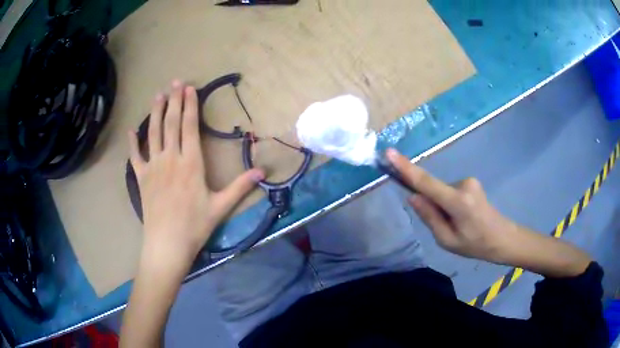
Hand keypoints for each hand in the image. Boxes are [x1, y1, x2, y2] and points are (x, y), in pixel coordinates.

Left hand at [128, 80, 263, 264]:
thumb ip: (240, 186)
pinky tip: (131, 131)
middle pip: (171, 124)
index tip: (190, 89)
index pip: (189, 127)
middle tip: (175, 82)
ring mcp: (153, 168)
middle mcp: (170, 159)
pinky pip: (135, 157)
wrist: (167, 245)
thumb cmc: (195, 226)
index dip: (190, 106)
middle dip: (174, 101)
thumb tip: (263, 172)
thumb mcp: (221, 207)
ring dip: (155, 113)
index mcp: (191, 164)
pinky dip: (132, 143)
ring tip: (158, 95)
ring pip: (153, 134)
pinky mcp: (142, 179)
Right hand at [386, 149, 590, 276]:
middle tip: (446, 228)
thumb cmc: (476, 245)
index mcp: (458, 202)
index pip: (426, 183)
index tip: (389, 154)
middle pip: (434, 191)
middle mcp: (463, 184)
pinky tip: (462, 218)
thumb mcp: (448, 241)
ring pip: (442, 192)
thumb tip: (413, 197)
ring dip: (443, 207)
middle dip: (432, 206)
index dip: (406, 168)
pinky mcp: (471, 182)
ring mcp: (469, 181)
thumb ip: (429, 218)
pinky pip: (450, 191)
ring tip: (458, 225)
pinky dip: (449, 204)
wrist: (502, 238)